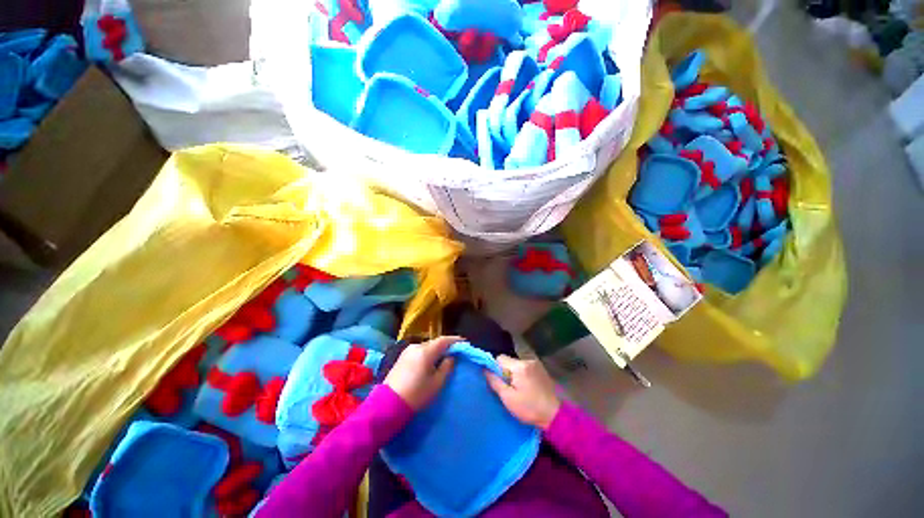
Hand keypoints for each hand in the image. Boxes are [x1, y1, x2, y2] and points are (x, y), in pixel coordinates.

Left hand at [384, 337, 458, 410]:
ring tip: (443, 358)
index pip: (443, 340)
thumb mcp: (437, 383)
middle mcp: (416, 346)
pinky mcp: (401, 358)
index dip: (455, 340)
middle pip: (434, 342)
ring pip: (426, 347)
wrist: (388, 405)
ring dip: (435, 350)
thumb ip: (447, 367)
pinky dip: (427, 354)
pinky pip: (419, 351)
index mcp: (425, 351)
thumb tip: (451, 357)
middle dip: (445, 346)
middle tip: (455, 353)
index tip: (464, 343)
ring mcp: (407, 351)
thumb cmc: (417, 394)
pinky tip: (430, 362)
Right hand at [485, 355, 560, 429]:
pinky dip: (522, 374)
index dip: (496, 369)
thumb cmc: (529, 408)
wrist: (554, 415)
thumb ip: (495, 381)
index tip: (500, 383)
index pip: (500, 358)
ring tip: (519, 389)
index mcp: (519, 366)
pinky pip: (525, 367)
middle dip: (505, 372)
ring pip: (517, 364)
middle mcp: (527, 360)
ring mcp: (536, 364)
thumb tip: (485, 369)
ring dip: (514, 373)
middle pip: (509, 361)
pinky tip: (527, 387)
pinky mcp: (541, 369)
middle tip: (509, 388)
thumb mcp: (508, 398)